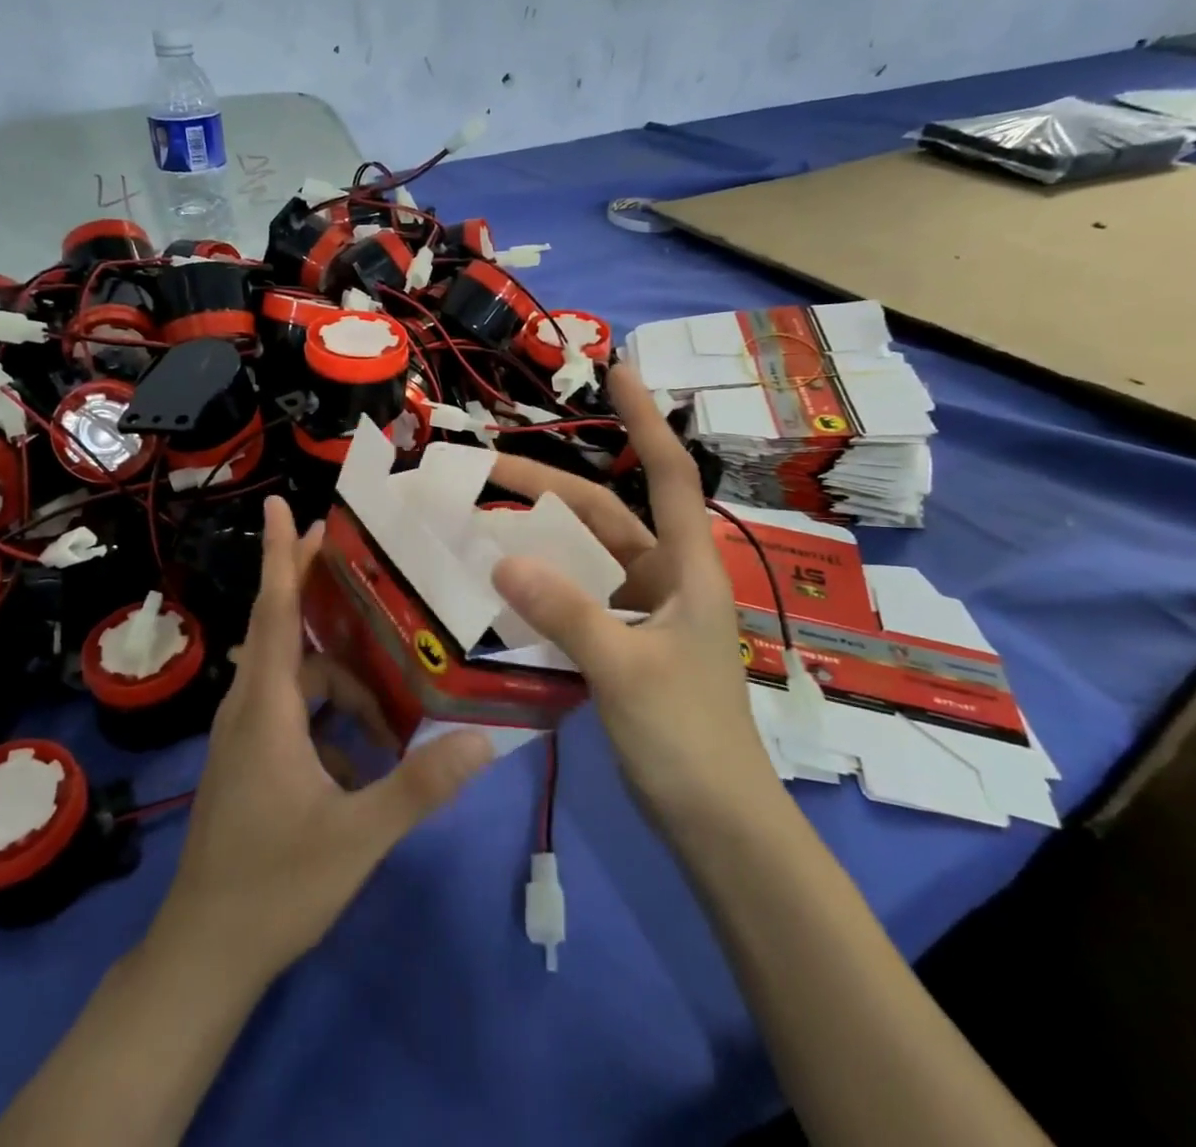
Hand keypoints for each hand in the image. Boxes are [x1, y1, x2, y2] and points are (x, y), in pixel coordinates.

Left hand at [148, 496, 493, 986]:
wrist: (204, 956)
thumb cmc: (274, 886)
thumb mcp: (357, 836)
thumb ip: (421, 786)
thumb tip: (484, 740)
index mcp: (266, 708)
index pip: (273, 611)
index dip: (279, 556)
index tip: (281, 505)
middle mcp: (249, 708)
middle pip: (288, 633)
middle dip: (323, 598)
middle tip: (372, 573)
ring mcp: (246, 736)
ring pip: (299, 682)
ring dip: (344, 684)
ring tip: (394, 711)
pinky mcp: (251, 761)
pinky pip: (295, 716)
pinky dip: (331, 720)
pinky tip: (368, 758)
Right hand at [490, 364, 779, 834]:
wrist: (719, 826)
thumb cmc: (688, 739)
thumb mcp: (624, 669)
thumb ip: (565, 611)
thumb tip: (502, 558)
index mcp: (686, 567)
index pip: (666, 473)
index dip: (644, 418)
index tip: (619, 369)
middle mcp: (666, 578)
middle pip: (601, 515)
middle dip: (543, 489)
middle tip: (480, 472)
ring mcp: (644, 614)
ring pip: (582, 559)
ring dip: (536, 541)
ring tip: (477, 526)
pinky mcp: (625, 647)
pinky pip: (575, 601)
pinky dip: (541, 589)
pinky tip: (500, 591)